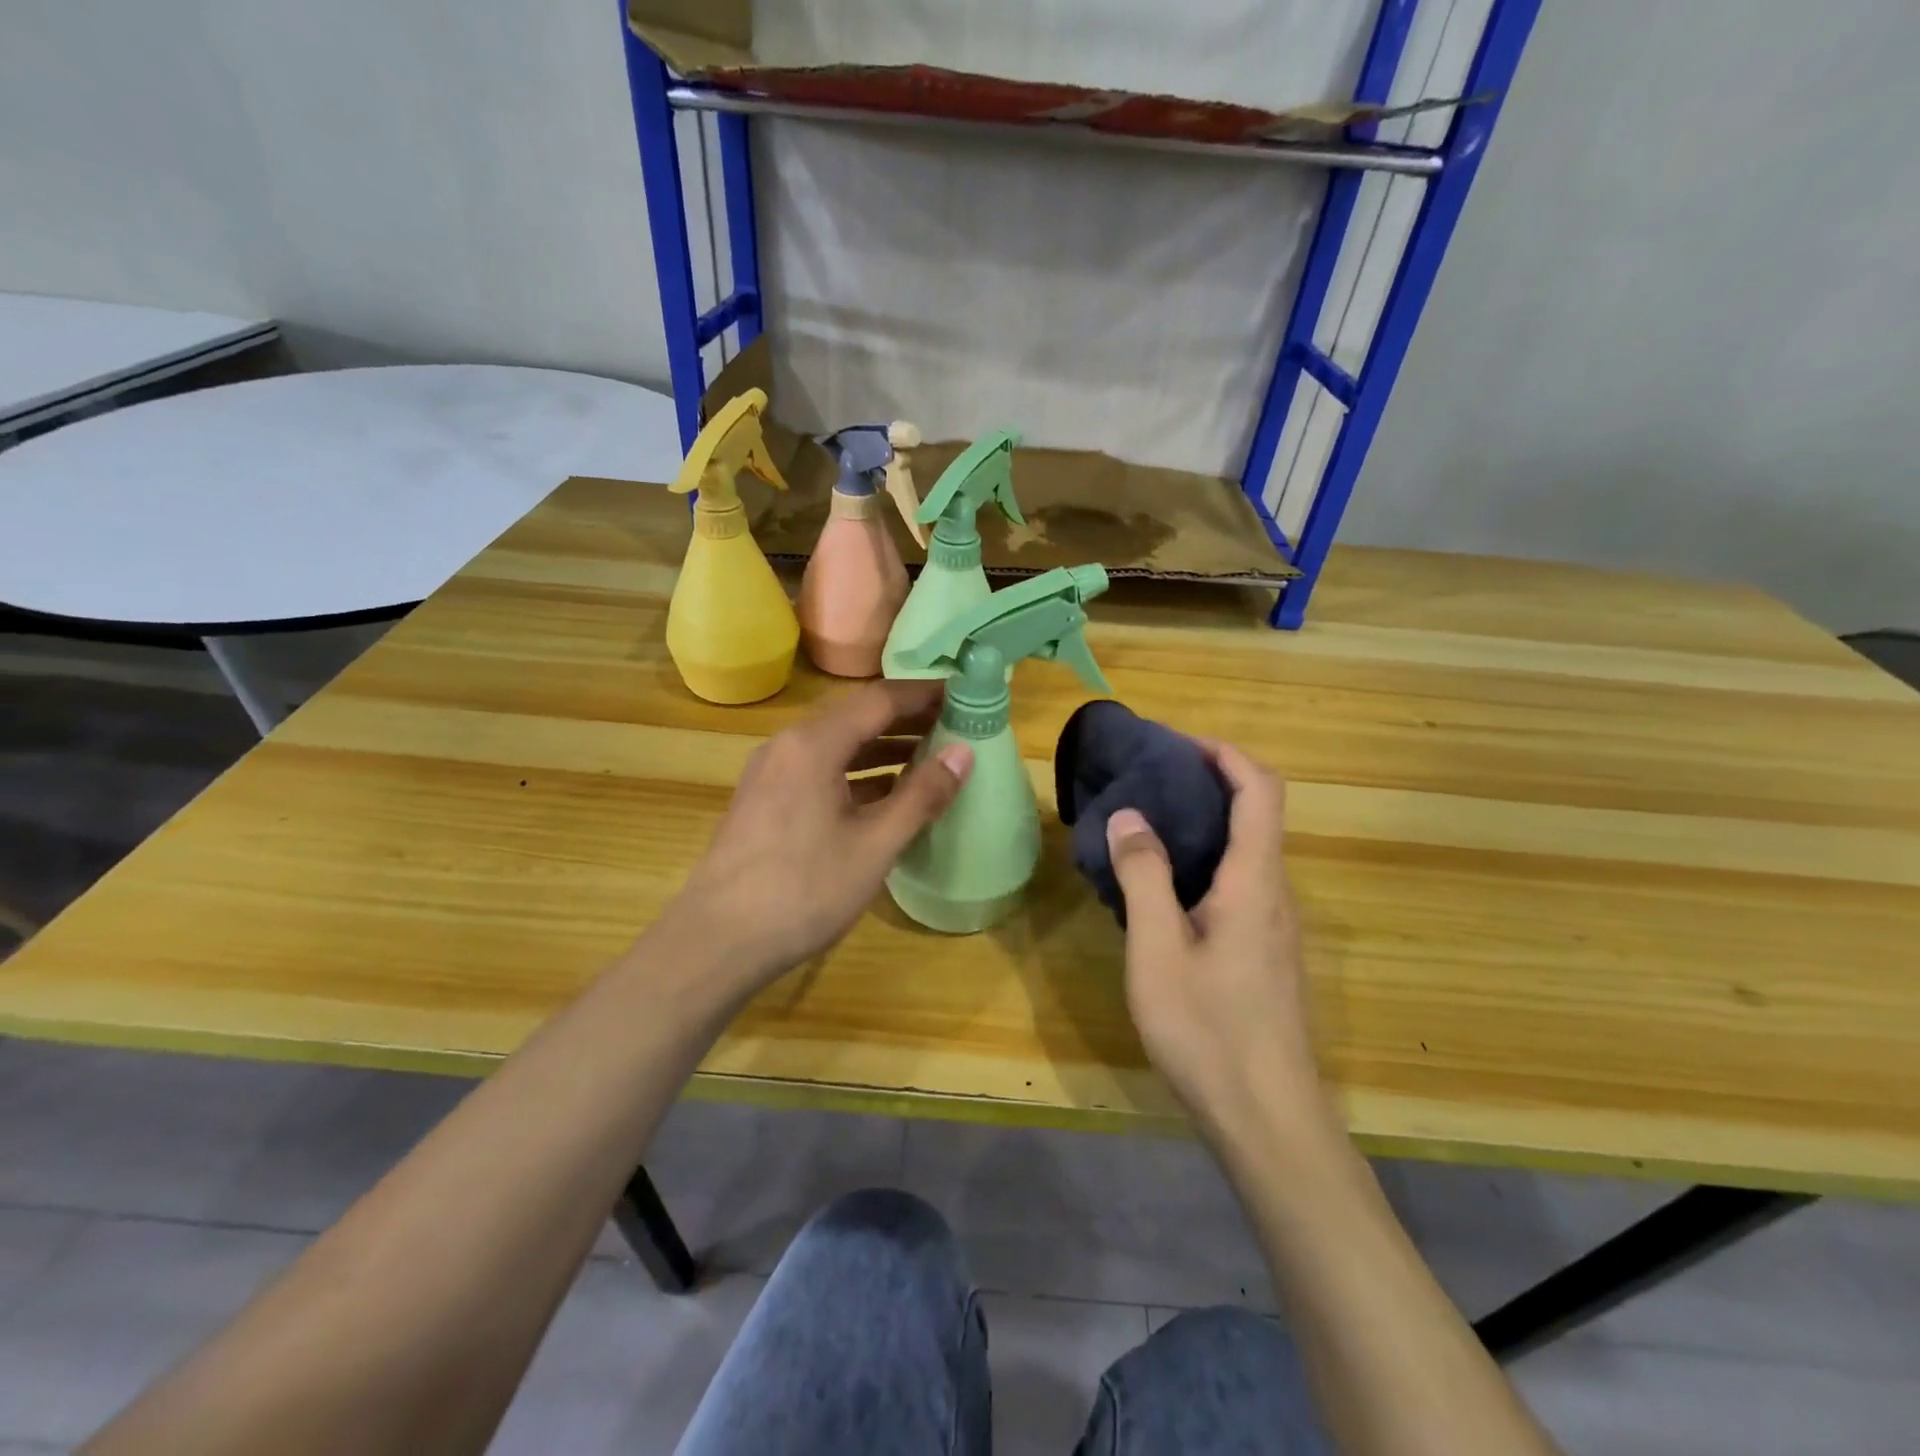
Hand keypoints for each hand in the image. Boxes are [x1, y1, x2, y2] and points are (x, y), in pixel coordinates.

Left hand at [664, 679, 971, 991]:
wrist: (716, 942)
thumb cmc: (803, 890)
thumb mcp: (874, 845)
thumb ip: (922, 795)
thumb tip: (964, 752)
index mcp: (814, 744)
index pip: (880, 699)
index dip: (925, 694)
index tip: (965, 695)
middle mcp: (788, 745)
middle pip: (856, 717)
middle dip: (908, 719)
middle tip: (957, 725)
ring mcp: (771, 772)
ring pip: (837, 745)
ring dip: (883, 747)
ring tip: (931, 757)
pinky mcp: (765, 800)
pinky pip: (820, 769)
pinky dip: (857, 772)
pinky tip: (885, 794)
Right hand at [1106, 741, 1325, 1143]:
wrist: (1268, 1122)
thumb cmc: (1209, 1032)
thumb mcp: (1158, 951)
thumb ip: (1144, 878)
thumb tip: (1129, 814)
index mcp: (1255, 882)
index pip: (1260, 790)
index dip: (1225, 754)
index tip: (1176, 743)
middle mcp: (1275, 894)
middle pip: (1257, 813)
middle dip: (1209, 781)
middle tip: (1149, 779)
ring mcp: (1274, 926)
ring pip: (1247, 850)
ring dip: (1205, 822)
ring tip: (1146, 823)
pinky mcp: (1264, 952)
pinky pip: (1238, 883)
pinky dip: (1204, 860)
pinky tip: (1161, 886)